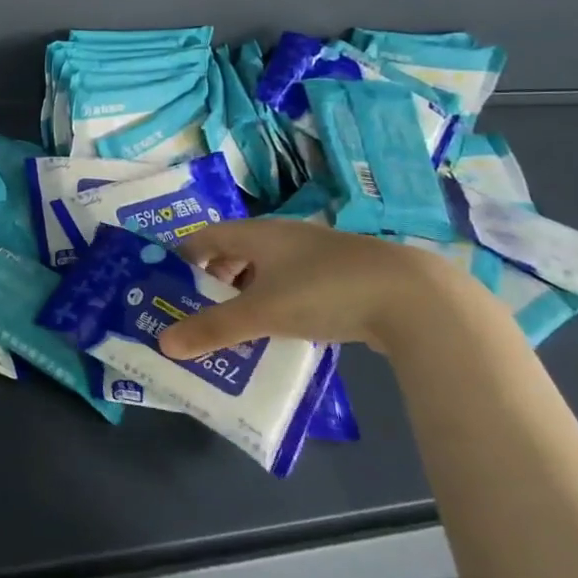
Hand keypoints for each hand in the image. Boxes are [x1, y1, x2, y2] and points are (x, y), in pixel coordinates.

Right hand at [157, 218, 475, 358]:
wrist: (413, 298)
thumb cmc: (323, 291)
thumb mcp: (261, 313)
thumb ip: (212, 329)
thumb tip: (164, 343)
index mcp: (259, 234)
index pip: (207, 236)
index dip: (183, 257)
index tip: (167, 284)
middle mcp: (284, 237)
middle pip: (235, 252)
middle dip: (213, 279)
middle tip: (196, 309)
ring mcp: (317, 256)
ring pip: (267, 270)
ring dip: (245, 294)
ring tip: (233, 325)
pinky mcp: (343, 277)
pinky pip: (293, 286)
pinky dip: (276, 304)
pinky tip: (279, 331)